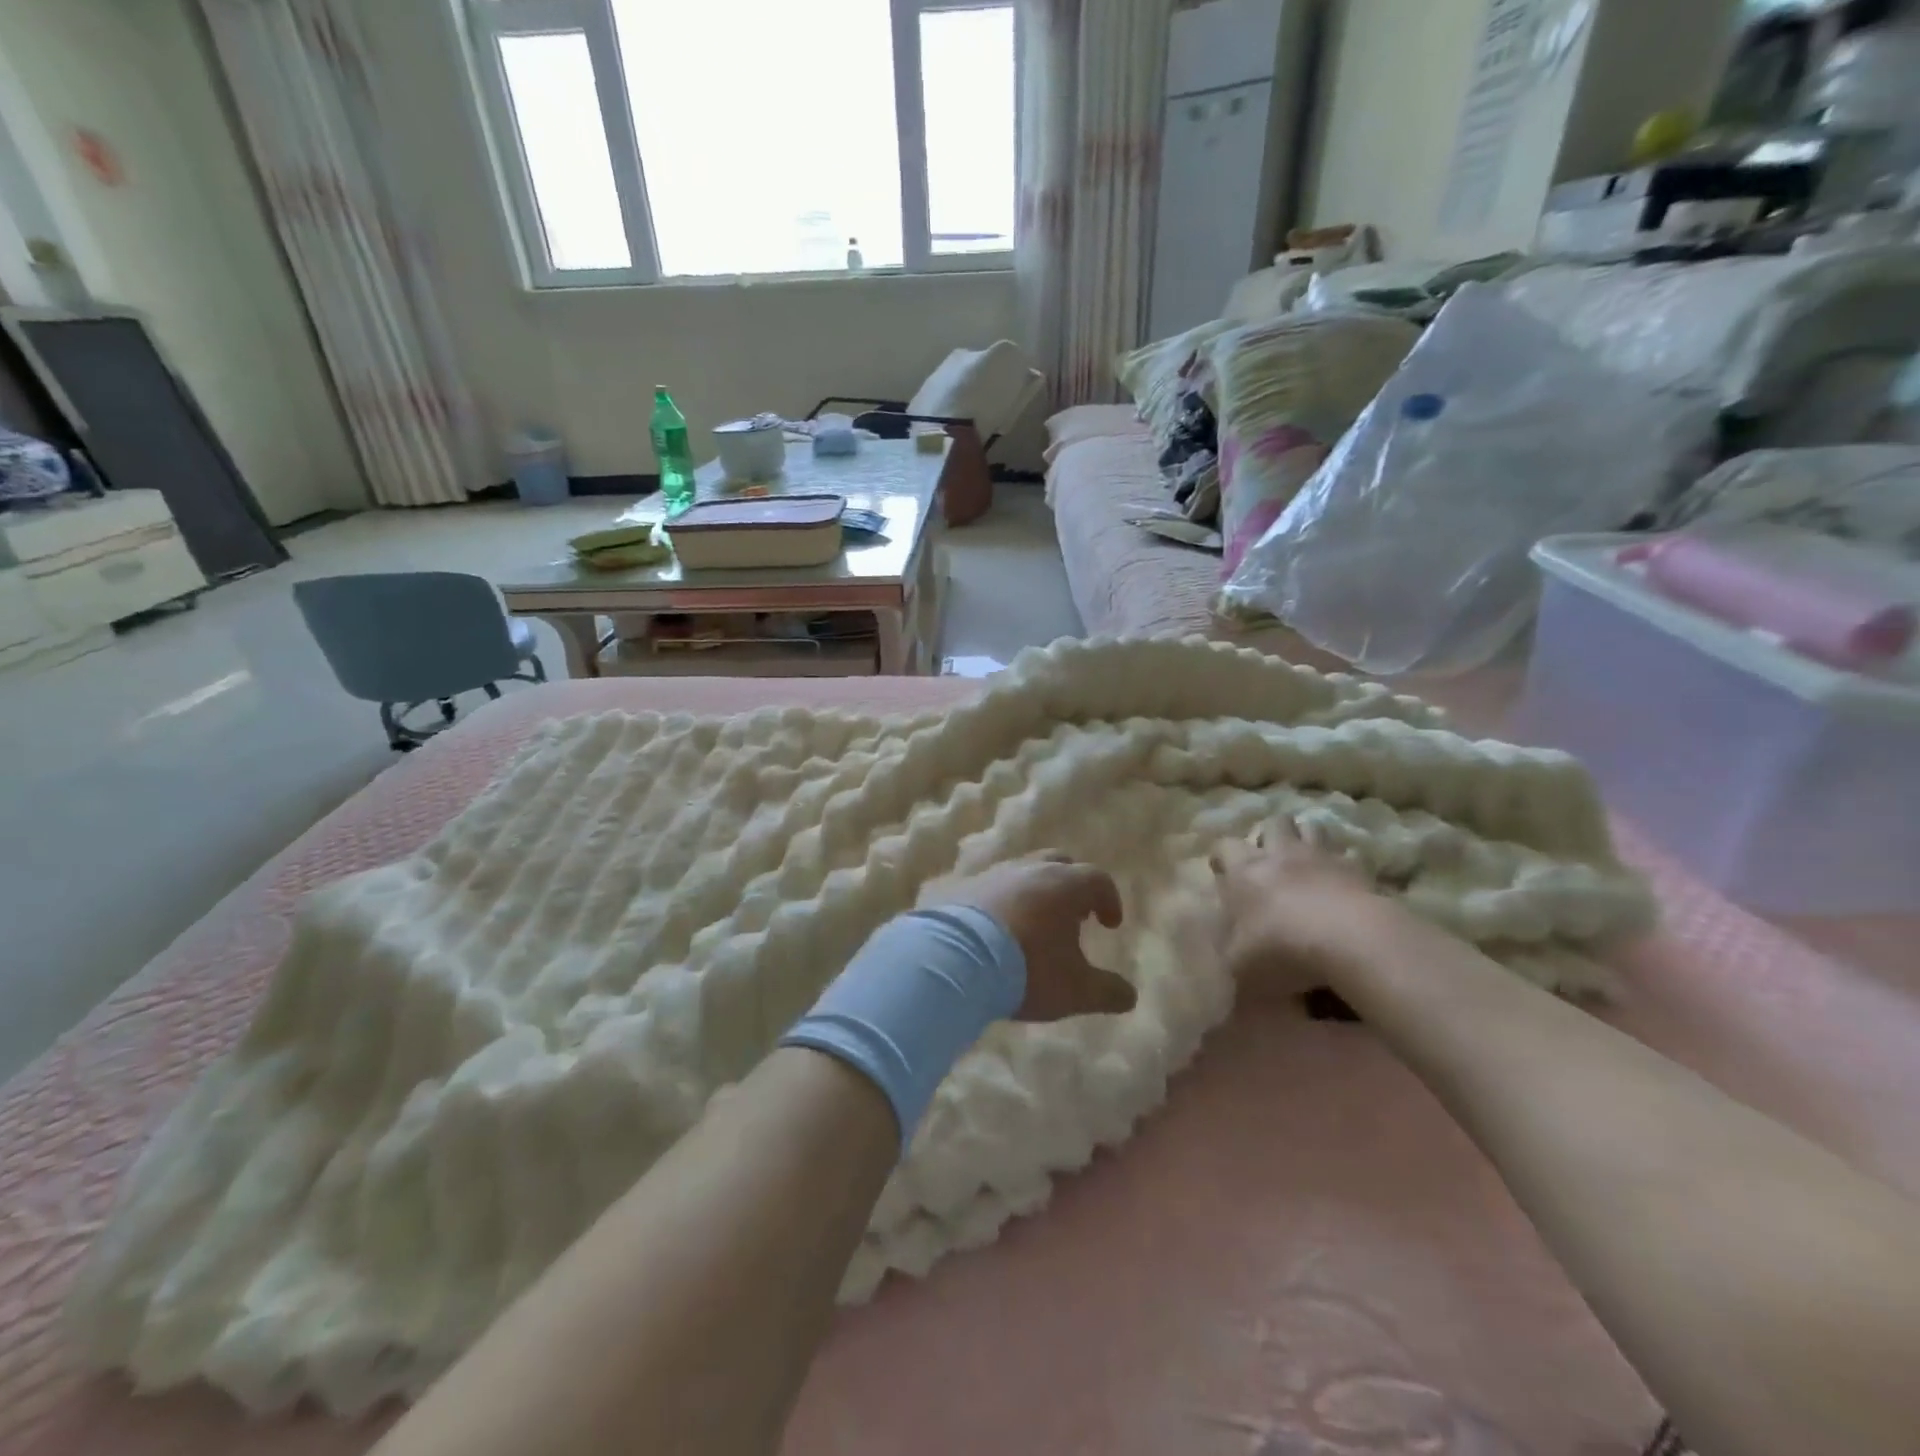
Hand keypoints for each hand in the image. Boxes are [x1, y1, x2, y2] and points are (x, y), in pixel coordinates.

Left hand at [935, 854, 1135, 1021]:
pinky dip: (998, 901)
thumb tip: (1130, 995)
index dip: (1109, 899)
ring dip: (1032, 892)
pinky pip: (987, 887)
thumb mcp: (1075, 990)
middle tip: (1072, 916)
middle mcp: (1029, 869)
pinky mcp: (959, 886)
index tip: (1109, 923)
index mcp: (1064, 885)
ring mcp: (991, 873)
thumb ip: (1107, 991)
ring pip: (1020, 871)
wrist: (953, 960)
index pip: (1097, 879)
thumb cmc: (1026, 969)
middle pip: (1058, 862)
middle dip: (1070, 885)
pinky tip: (993, 928)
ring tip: (1031, 924)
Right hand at [1210, 818, 1383, 999]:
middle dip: (1270, 836)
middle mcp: (1282, 855)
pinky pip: (1349, 857)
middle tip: (1270, 861)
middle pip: (1274, 823)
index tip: (1223, 873)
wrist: (1352, 942)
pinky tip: (1343, 885)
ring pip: (1313, 827)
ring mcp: (1323, 859)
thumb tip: (1230, 957)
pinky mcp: (1359, 872)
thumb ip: (1231, 954)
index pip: (1224, 846)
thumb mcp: (1240, 965)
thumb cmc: (1282, 948)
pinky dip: (1344, 866)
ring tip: (1306, 863)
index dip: (1222, 857)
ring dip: (1307, 840)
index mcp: (1245, 872)